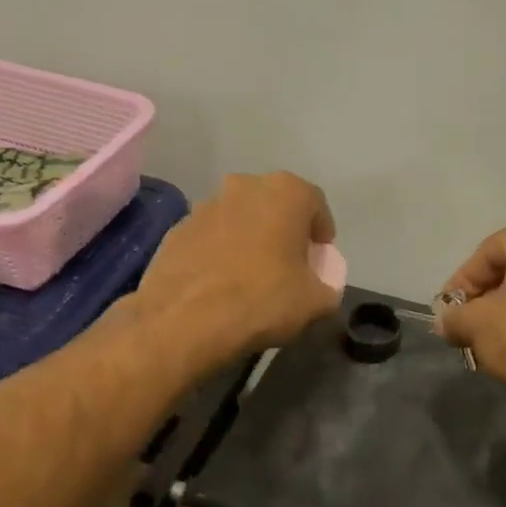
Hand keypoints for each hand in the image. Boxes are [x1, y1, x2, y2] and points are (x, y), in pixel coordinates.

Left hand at [132, 172, 341, 377]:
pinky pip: (211, 237)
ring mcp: (205, 205)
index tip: (320, 256)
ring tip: (252, 275)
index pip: (315, 203)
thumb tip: (322, 287)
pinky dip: (220, 252)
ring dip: (250, 238)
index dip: (321, 231)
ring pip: (240, 218)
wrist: (185, 320)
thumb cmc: (262, 301)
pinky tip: (221, 283)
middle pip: (274, 205)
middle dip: (284, 230)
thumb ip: (328, 287)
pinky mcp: (177, 229)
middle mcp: (244, 186)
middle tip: (289, 263)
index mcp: (285, 192)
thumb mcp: (316, 303)